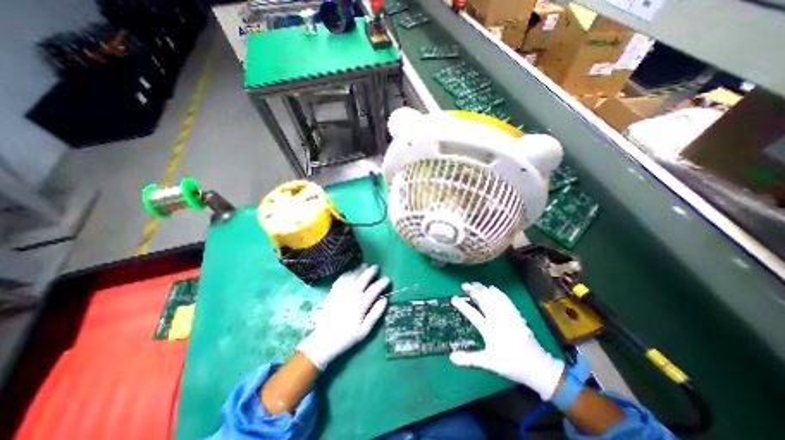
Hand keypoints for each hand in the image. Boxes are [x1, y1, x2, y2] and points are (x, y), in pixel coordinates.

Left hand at [296, 265, 390, 370]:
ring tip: (365, 265)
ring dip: (359, 269)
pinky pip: (341, 279)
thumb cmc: (346, 338)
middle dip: (370, 271)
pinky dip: (347, 273)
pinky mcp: (332, 293)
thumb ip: (375, 314)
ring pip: (352, 276)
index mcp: (360, 305)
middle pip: (362, 279)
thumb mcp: (364, 331)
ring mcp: (340, 293)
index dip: (382, 283)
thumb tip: (384, 300)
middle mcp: (350, 296)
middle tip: (376, 267)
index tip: (387, 279)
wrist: (323, 342)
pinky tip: (351, 271)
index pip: (374, 290)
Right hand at [448, 282, 563, 402]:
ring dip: (483, 289)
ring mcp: (507, 315)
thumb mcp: (488, 363)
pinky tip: (493, 288)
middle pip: (483, 300)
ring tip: (475, 283)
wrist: (537, 366)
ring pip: (493, 298)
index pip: (472, 314)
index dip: (462, 305)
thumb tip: (451, 358)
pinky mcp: (516, 315)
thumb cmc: (511, 364)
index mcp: (489, 329)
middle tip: (464, 285)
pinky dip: (498, 293)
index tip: (453, 298)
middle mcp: (497, 319)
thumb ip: (469, 359)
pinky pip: (506, 300)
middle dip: (473, 291)